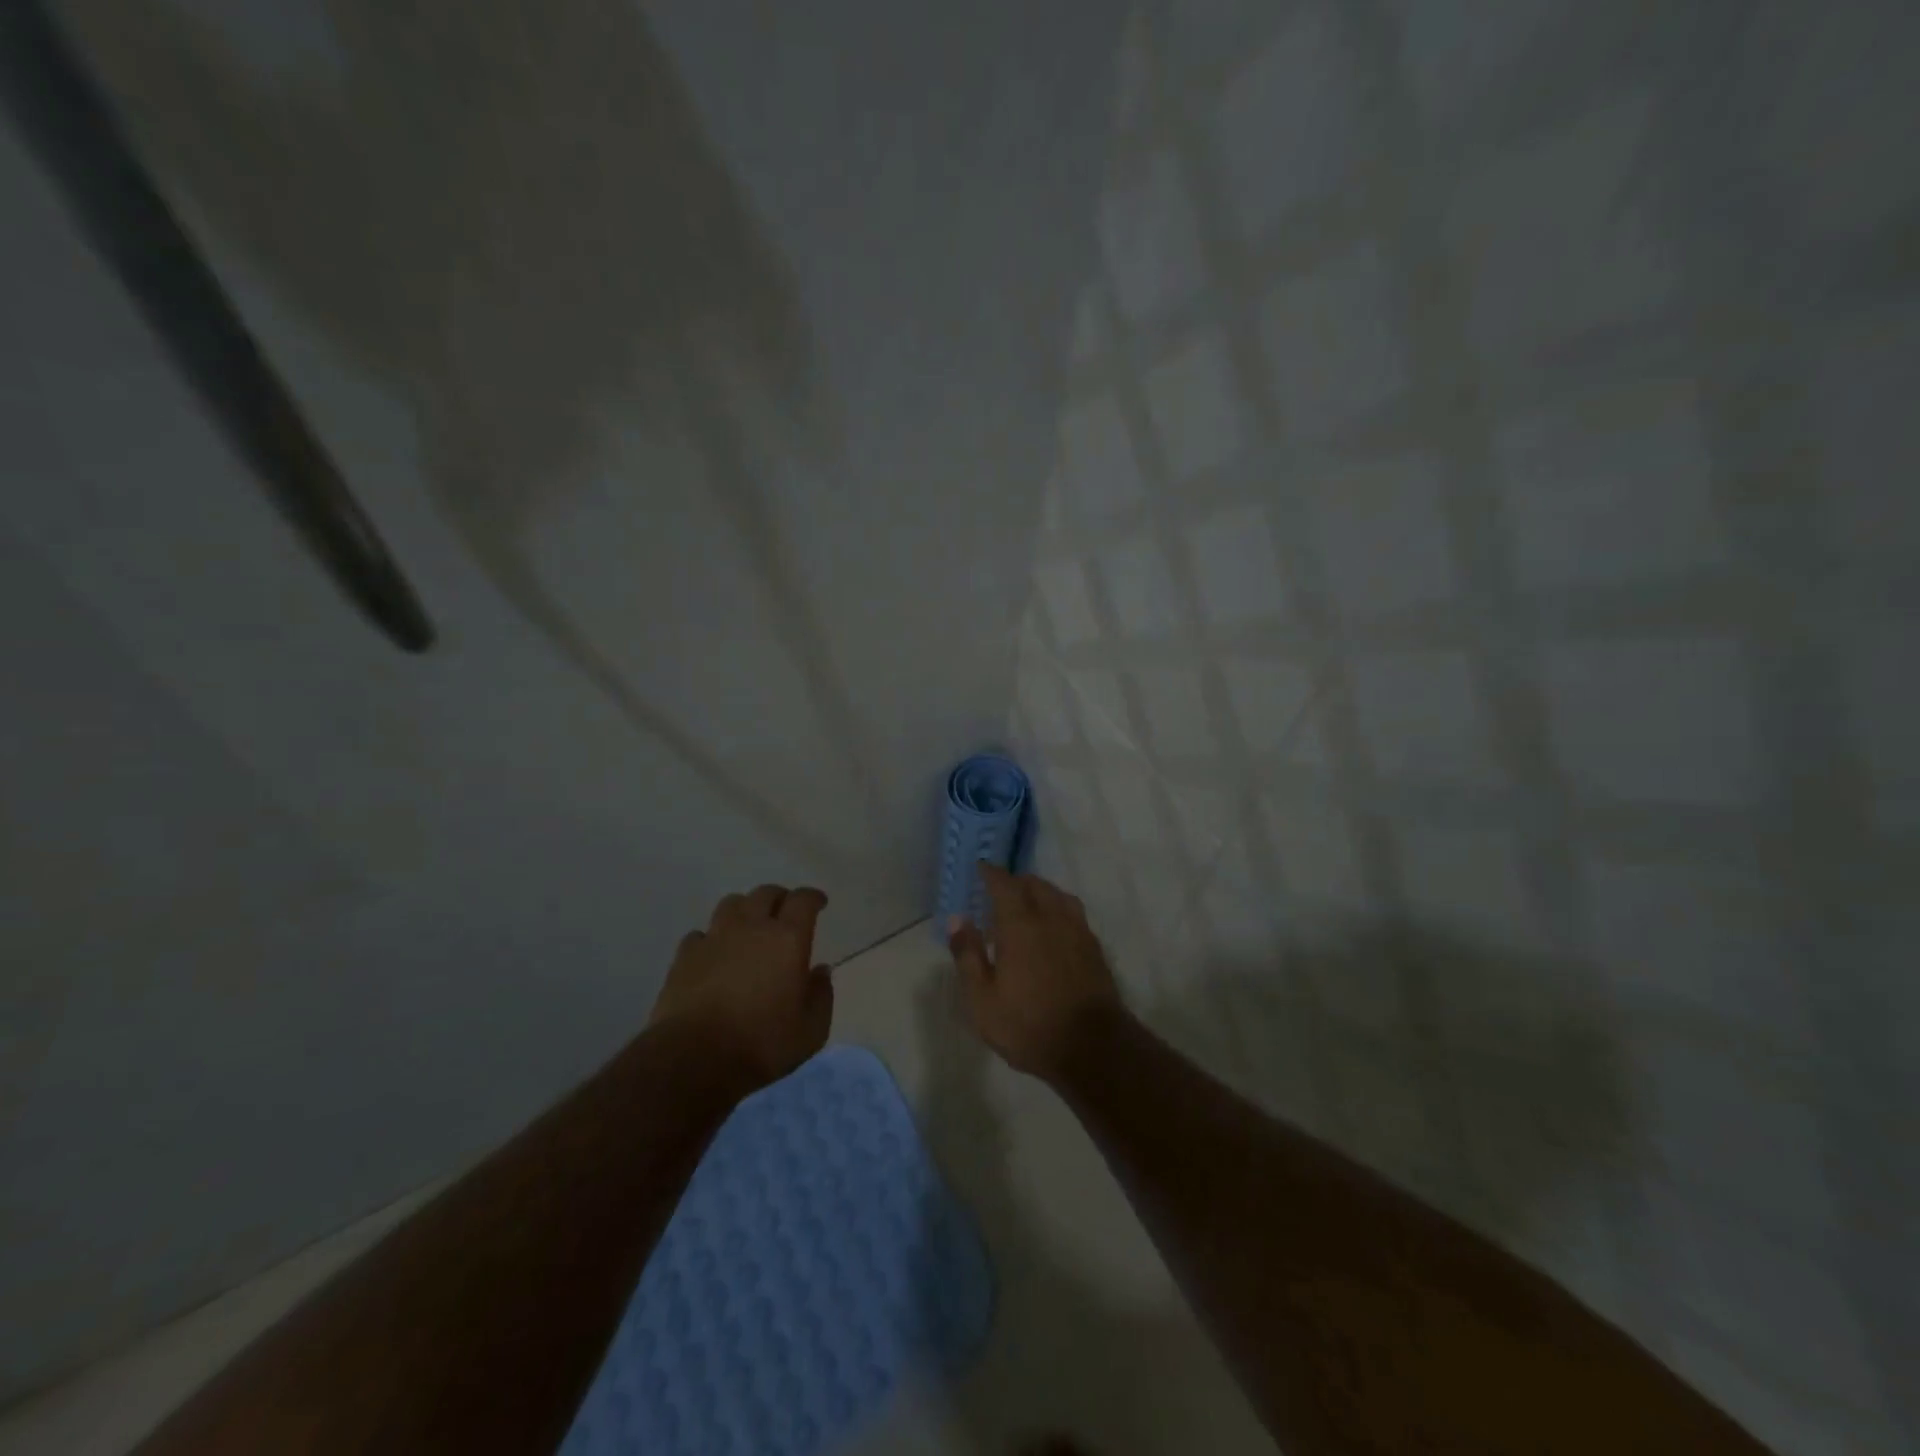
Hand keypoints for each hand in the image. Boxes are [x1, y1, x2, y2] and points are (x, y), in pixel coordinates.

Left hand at [649, 884, 832, 1089]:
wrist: (693, 1058)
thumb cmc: (761, 1043)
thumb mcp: (811, 1030)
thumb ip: (821, 995)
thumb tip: (819, 971)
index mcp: (787, 938)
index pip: (803, 900)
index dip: (813, 897)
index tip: (819, 902)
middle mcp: (751, 926)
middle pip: (766, 894)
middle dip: (780, 898)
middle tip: (785, 912)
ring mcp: (714, 938)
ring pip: (731, 904)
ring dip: (745, 909)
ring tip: (749, 924)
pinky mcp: (684, 956)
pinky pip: (701, 934)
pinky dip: (712, 938)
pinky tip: (714, 953)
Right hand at [947, 863, 1125, 1079]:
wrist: (1092, 1047)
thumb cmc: (1029, 1025)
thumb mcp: (983, 999)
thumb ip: (968, 955)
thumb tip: (957, 919)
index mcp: (1020, 924)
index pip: (1004, 885)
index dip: (991, 873)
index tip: (981, 867)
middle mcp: (1051, 918)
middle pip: (1034, 885)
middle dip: (1016, 881)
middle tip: (1000, 890)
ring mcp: (1078, 931)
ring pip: (1058, 896)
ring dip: (1040, 892)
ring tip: (1028, 903)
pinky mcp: (1094, 948)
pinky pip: (1074, 913)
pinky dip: (1059, 909)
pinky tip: (1054, 927)